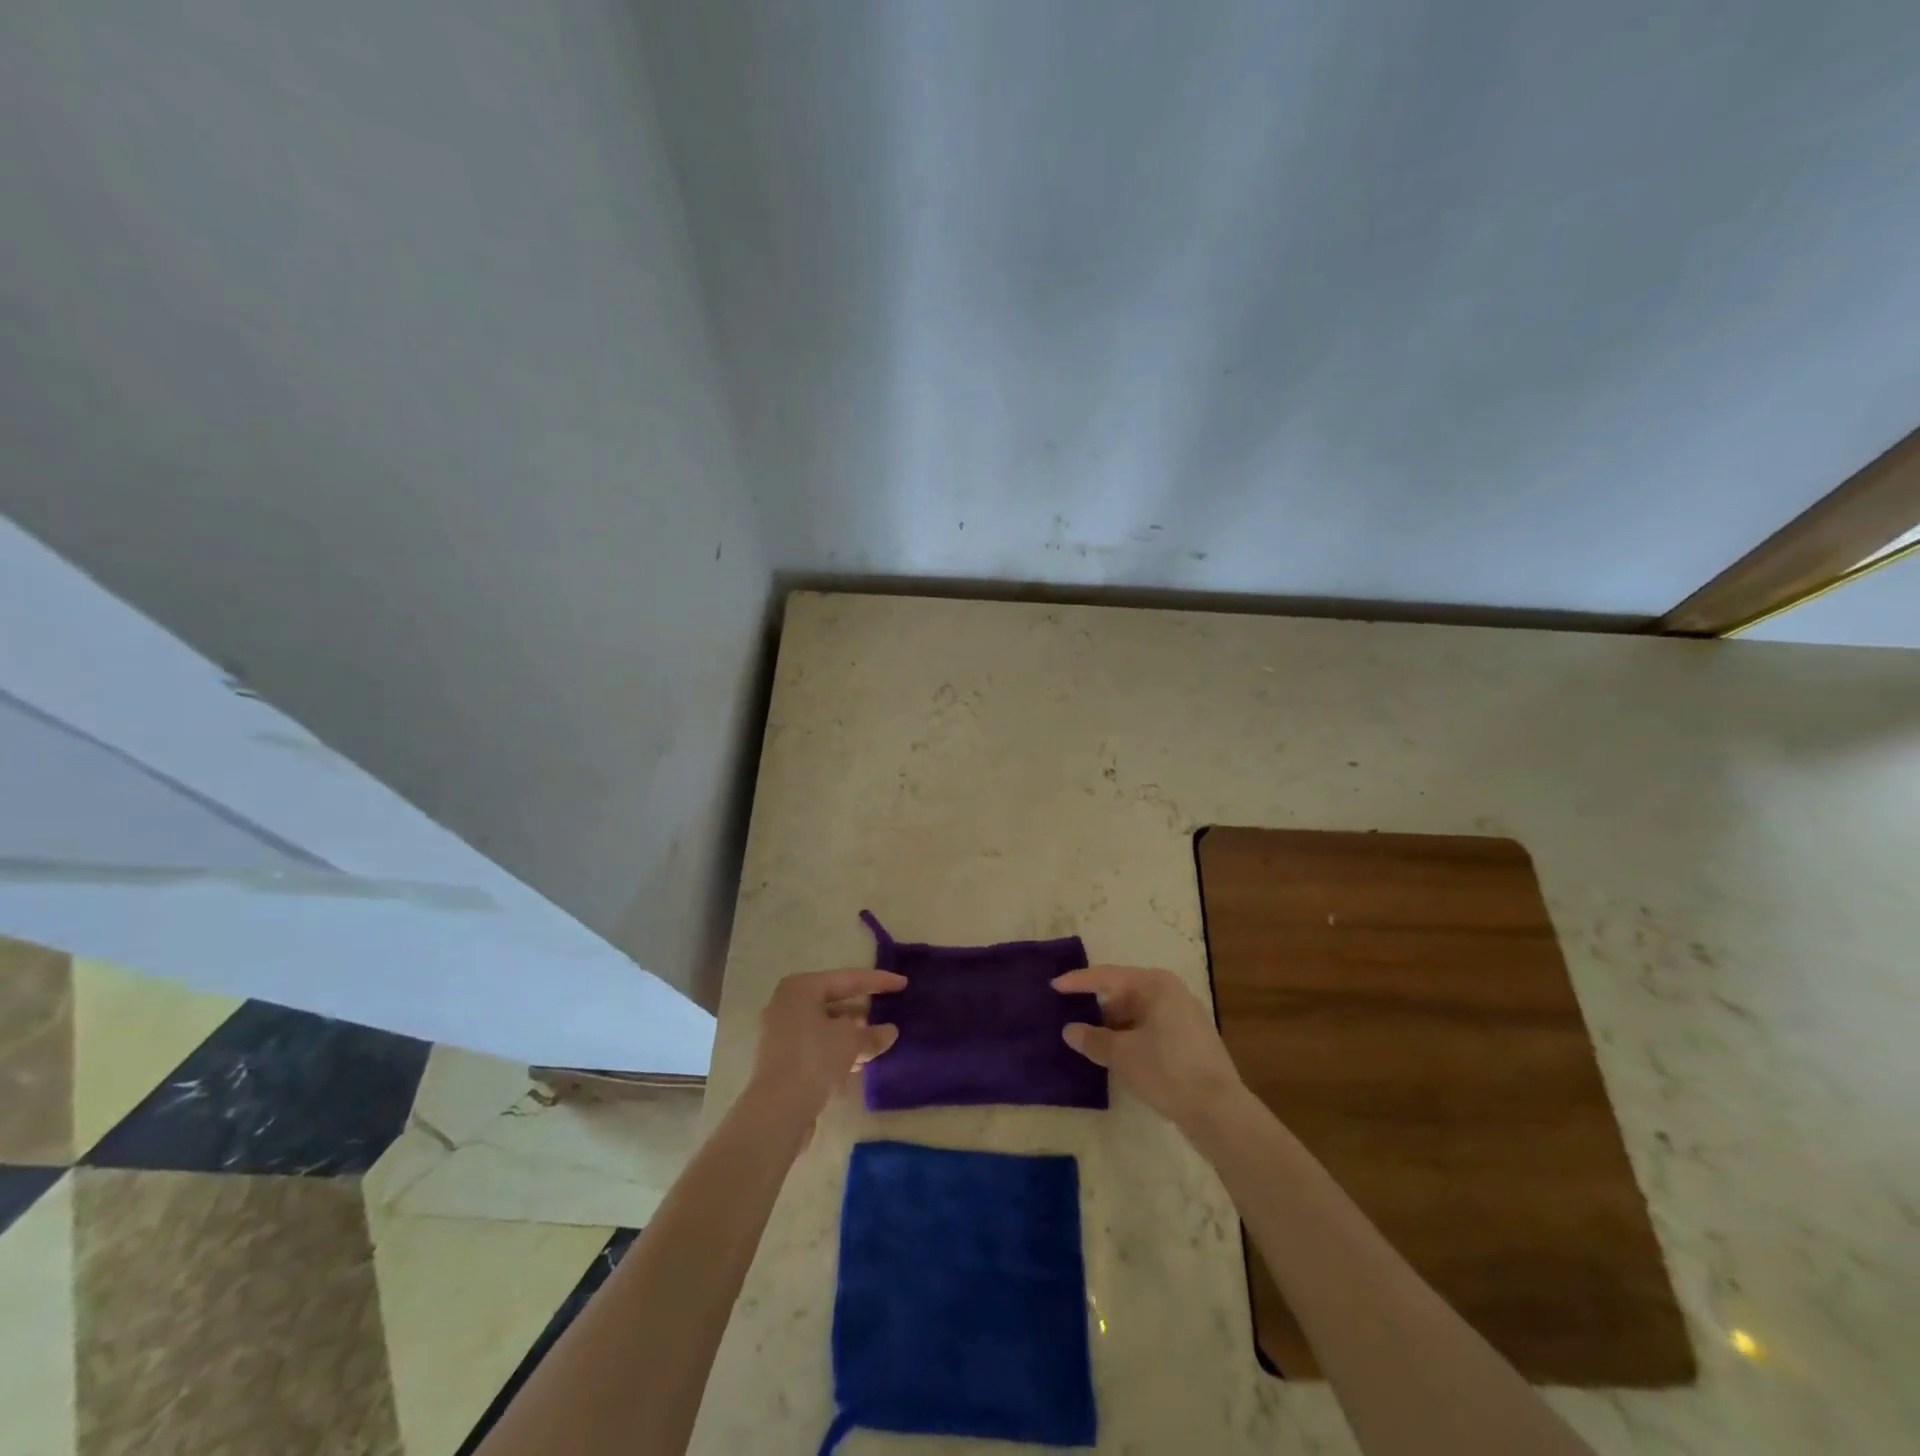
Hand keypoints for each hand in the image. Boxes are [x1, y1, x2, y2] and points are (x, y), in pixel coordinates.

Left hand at [743, 968, 906, 1125]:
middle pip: (834, 1001)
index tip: (903, 983)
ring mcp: (782, 1033)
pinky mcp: (782, 1060)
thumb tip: (889, 1032)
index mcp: (801, 988)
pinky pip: (818, 1045)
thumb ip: (872, 1033)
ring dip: (852, 1034)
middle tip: (889, 1011)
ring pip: (826, 1026)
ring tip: (879, 1042)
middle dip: (863, 1010)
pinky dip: (838, 1050)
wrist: (776, 1111)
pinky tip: (859, 1062)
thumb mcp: (851, 1041)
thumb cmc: (814, 1059)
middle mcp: (787, 1004)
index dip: (878, 981)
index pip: (848, 979)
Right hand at [1054, 965, 1244, 1129]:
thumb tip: (1070, 1030)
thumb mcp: (1122, 1054)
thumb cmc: (1167, 1070)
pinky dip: (1132, 1040)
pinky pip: (1151, 1032)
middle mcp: (1173, 994)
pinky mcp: (1191, 1044)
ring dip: (1114, 1029)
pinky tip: (1118, 1059)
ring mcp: (1185, 1019)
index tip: (1053, 987)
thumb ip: (1093, 1039)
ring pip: (1138, 1016)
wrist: (1220, 1112)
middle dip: (1098, 1010)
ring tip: (1091, 1045)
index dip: (1079, 982)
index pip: (1108, 976)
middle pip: (1124, 995)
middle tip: (1072, 1023)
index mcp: (1157, 985)